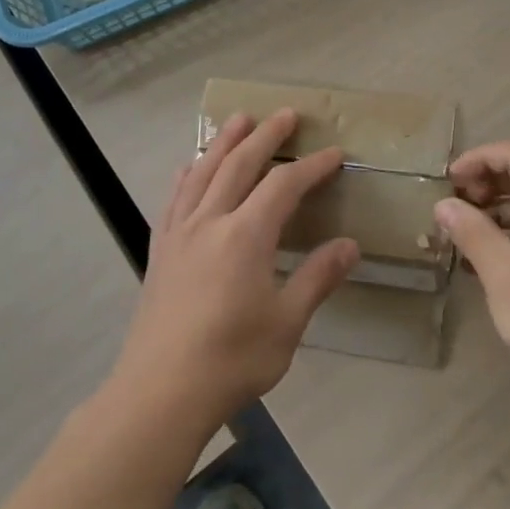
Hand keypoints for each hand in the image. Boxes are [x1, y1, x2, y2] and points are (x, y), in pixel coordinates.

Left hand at [110, 109, 357, 436]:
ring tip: (239, 120)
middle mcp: (210, 222)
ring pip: (203, 172)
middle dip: (266, 136)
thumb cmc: (231, 359)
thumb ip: (317, 278)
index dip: (311, 166)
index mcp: (246, 235)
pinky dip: (187, 174)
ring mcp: (179, 234)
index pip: (284, 185)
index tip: (334, 154)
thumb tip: (349, 245)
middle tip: (286, 114)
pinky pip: (174, 198)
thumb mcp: (287, 323)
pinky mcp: (160, 251)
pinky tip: (189, 167)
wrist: (159, 393)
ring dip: (224, 142)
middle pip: (240, 164)